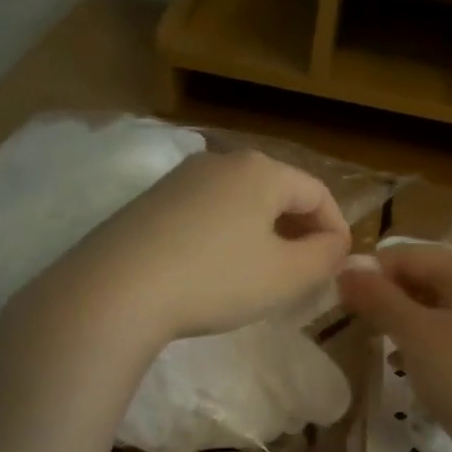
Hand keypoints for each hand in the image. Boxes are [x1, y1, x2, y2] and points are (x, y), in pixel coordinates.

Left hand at [26, 149, 350, 345]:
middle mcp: (221, 160)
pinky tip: (216, 270)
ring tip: (263, 274)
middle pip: (278, 193)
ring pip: (241, 202)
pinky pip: (207, 213)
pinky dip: (227, 236)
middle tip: (305, 273)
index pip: (318, 194)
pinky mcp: (150, 202)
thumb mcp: (286, 275)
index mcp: (261, 170)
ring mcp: (180, 179)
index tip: (337, 268)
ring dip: (264, 234)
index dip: (336, 230)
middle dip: (300, 232)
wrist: (114, 291)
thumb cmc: (215, 279)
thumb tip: (336, 244)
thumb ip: (325, 257)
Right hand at [338, 245, 451, 451]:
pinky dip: (425, 347)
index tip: (336, 303)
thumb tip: (346, 270)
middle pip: (423, 279)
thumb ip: (378, 299)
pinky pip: (450, 337)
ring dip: (402, 325)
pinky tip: (404, 368)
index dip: (369, 274)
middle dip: (386, 301)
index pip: (406, 255)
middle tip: (352, 327)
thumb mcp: (416, 334)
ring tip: (374, 348)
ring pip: (435, 311)